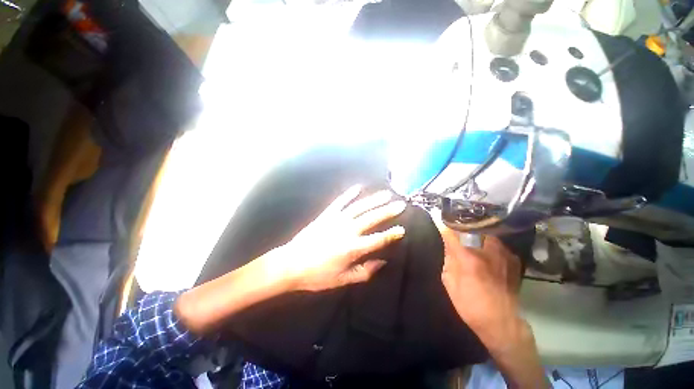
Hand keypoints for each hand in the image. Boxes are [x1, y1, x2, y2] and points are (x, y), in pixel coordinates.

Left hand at [278, 185, 405, 291]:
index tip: (402, 229)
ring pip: (359, 207)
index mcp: (352, 249)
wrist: (291, 264)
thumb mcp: (342, 280)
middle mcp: (347, 231)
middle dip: (387, 211)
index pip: (377, 240)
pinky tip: (358, 188)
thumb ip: (364, 272)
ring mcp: (336, 220)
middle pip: (371, 219)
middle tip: (400, 204)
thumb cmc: (317, 276)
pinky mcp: (327, 215)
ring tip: (386, 194)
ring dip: (373, 200)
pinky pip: (340, 202)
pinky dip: (349, 194)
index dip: (391, 235)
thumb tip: (382, 262)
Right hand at [437, 223, 522, 346]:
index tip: (438, 219)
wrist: (502, 322)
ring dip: (476, 234)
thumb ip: (448, 259)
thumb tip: (448, 245)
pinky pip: (498, 244)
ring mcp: (503, 254)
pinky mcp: (513, 259)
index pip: (451, 234)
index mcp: (468, 258)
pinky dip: (489, 244)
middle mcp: (487, 251)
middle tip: (456, 229)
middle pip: (471, 229)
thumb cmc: (470, 305)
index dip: (444, 226)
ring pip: (486, 234)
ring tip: (471, 237)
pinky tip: (487, 251)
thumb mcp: (450, 283)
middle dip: (461, 227)